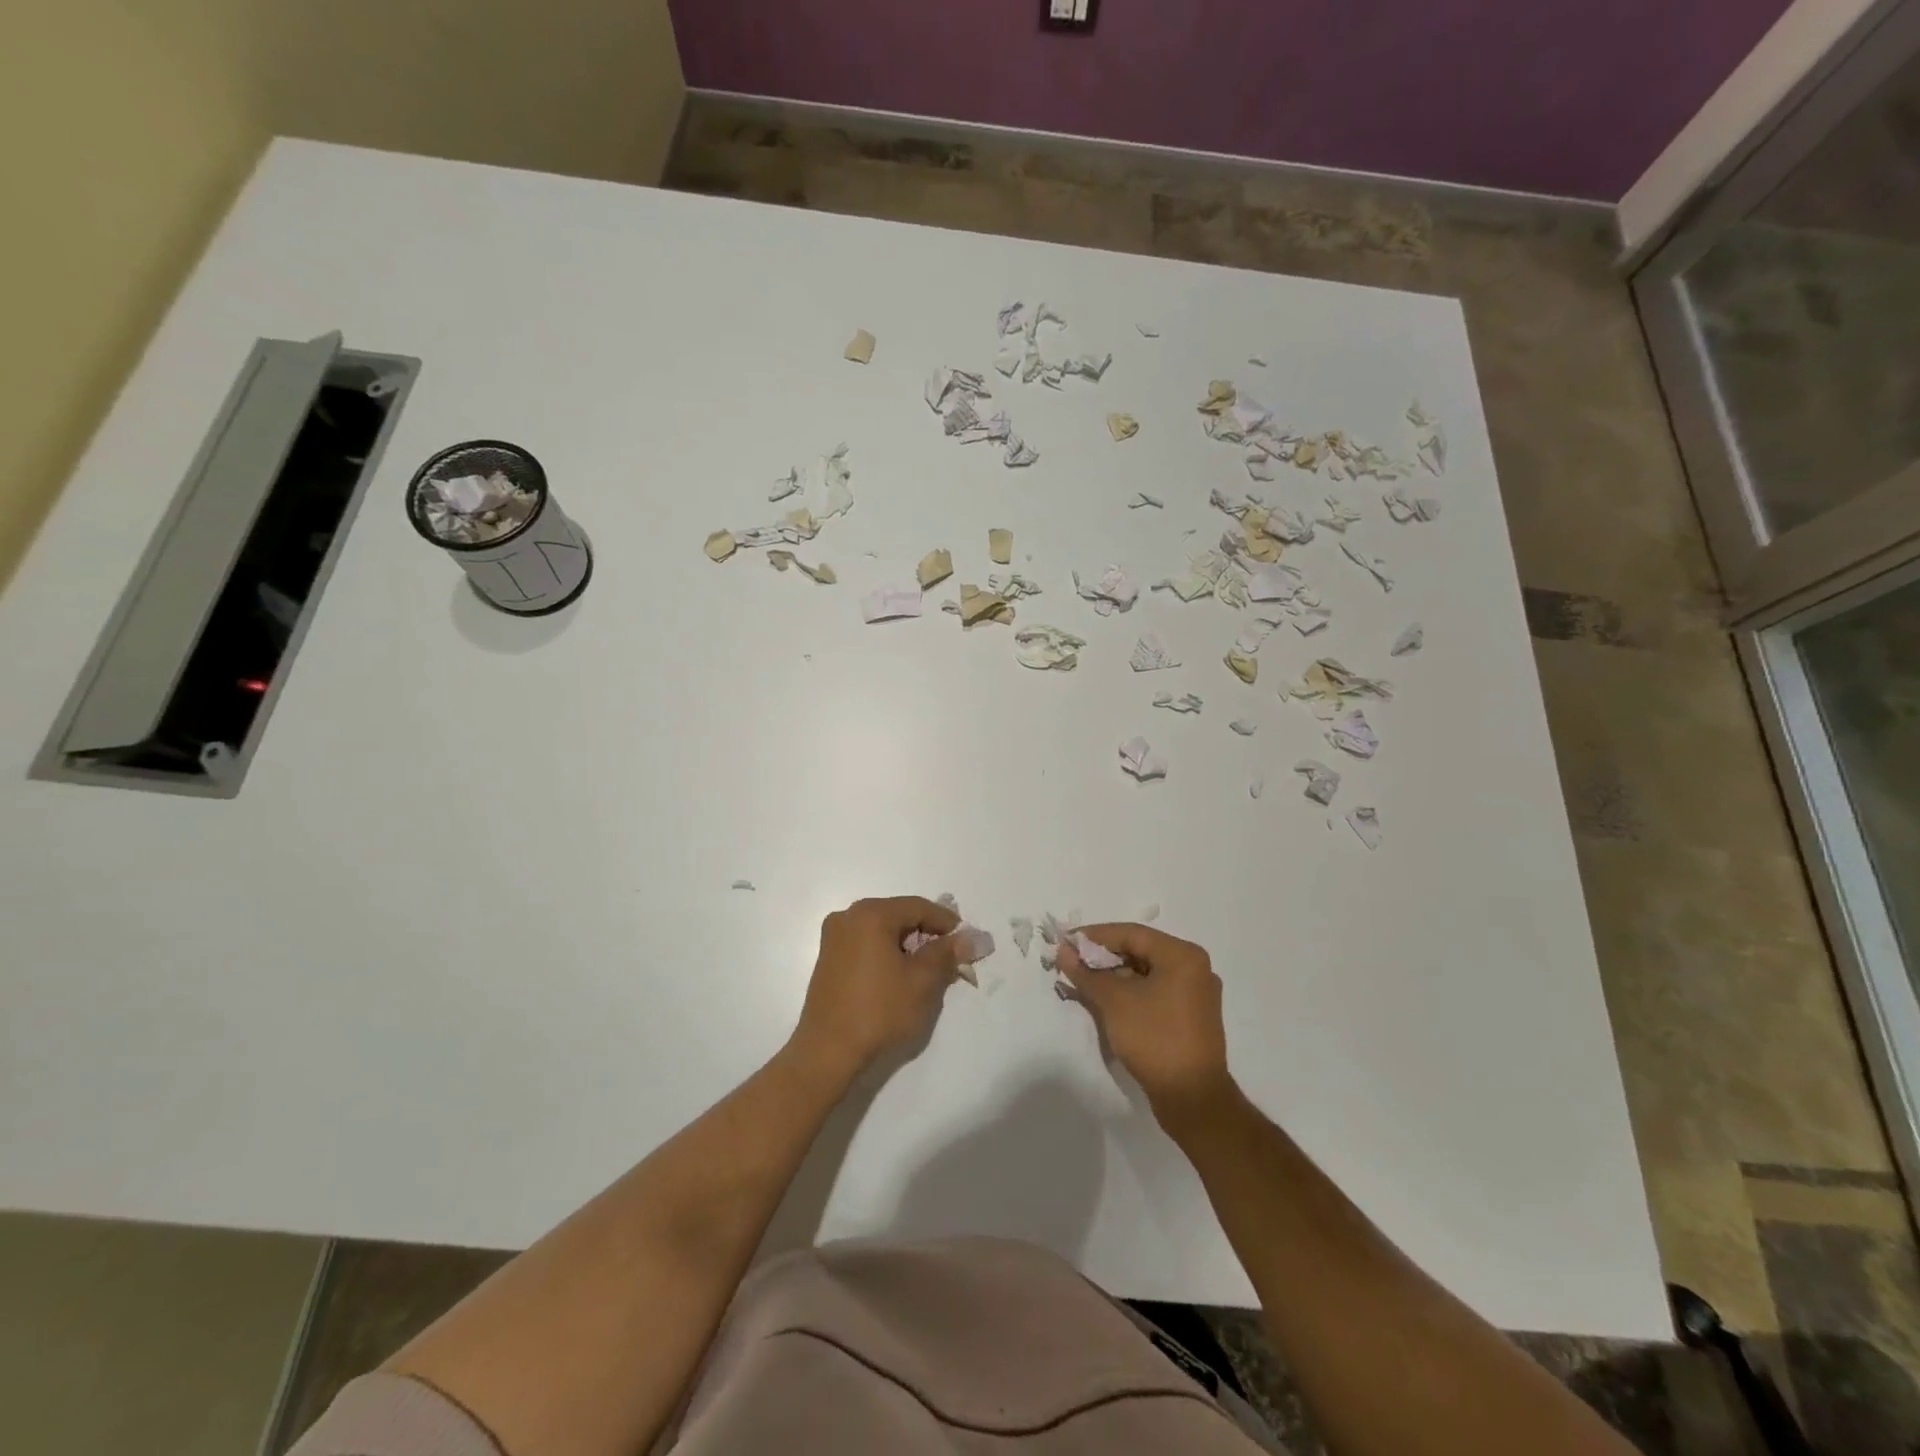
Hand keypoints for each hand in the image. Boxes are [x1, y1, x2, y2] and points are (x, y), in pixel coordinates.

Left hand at [790, 896, 961, 1082]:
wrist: (828, 1052)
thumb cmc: (879, 1011)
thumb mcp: (922, 981)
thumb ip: (946, 953)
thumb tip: (968, 938)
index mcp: (870, 914)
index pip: (918, 907)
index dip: (947, 922)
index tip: (967, 940)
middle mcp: (848, 917)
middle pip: (899, 916)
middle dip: (927, 934)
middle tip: (951, 956)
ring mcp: (834, 939)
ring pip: (882, 931)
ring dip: (908, 946)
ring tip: (930, 970)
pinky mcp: (828, 960)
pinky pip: (867, 945)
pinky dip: (888, 954)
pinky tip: (901, 976)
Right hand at [1059, 924, 1232, 1123]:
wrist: (1192, 1098)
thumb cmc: (1154, 1038)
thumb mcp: (1114, 1001)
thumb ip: (1087, 972)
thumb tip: (1063, 951)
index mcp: (1183, 955)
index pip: (1131, 934)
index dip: (1095, 936)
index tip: (1066, 942)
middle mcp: (1194, 968)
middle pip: (1140, 951)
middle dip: (1103, 957)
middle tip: (1072, 962)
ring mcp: (1195, 994)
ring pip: (1146, 974)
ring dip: (1114, 976)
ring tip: (1083, 982)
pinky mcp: (1190, 1018)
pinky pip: (1155, 992)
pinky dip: (1130, 993)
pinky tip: (1106, 1001)